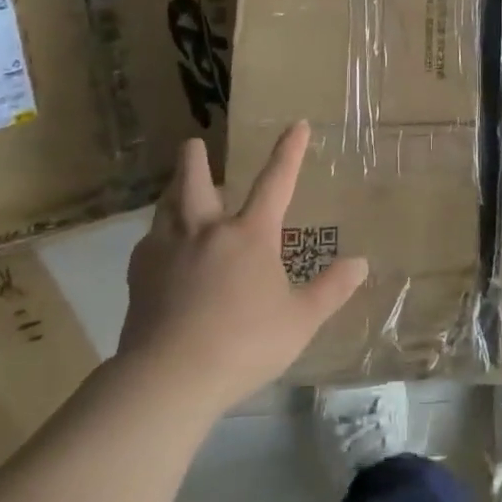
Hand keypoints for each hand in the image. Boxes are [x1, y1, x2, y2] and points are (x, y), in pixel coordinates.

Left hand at [117, 122, 368, 411]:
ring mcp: (168, 251)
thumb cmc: (244, 344)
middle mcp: (207, 231)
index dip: (289, 152)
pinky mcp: (140, 276)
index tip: (297, 125)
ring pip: (166, 208)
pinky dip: (157, 235)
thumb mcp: (300, 320)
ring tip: (174, 188)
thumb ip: (331, 289)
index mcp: (250, 235)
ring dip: (172, 191)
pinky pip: (148, 242)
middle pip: (196, 184)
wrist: (169, 377)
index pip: (276, 182)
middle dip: (195, 160)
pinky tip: (157, 246)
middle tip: (192, 144)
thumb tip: (361, 263)